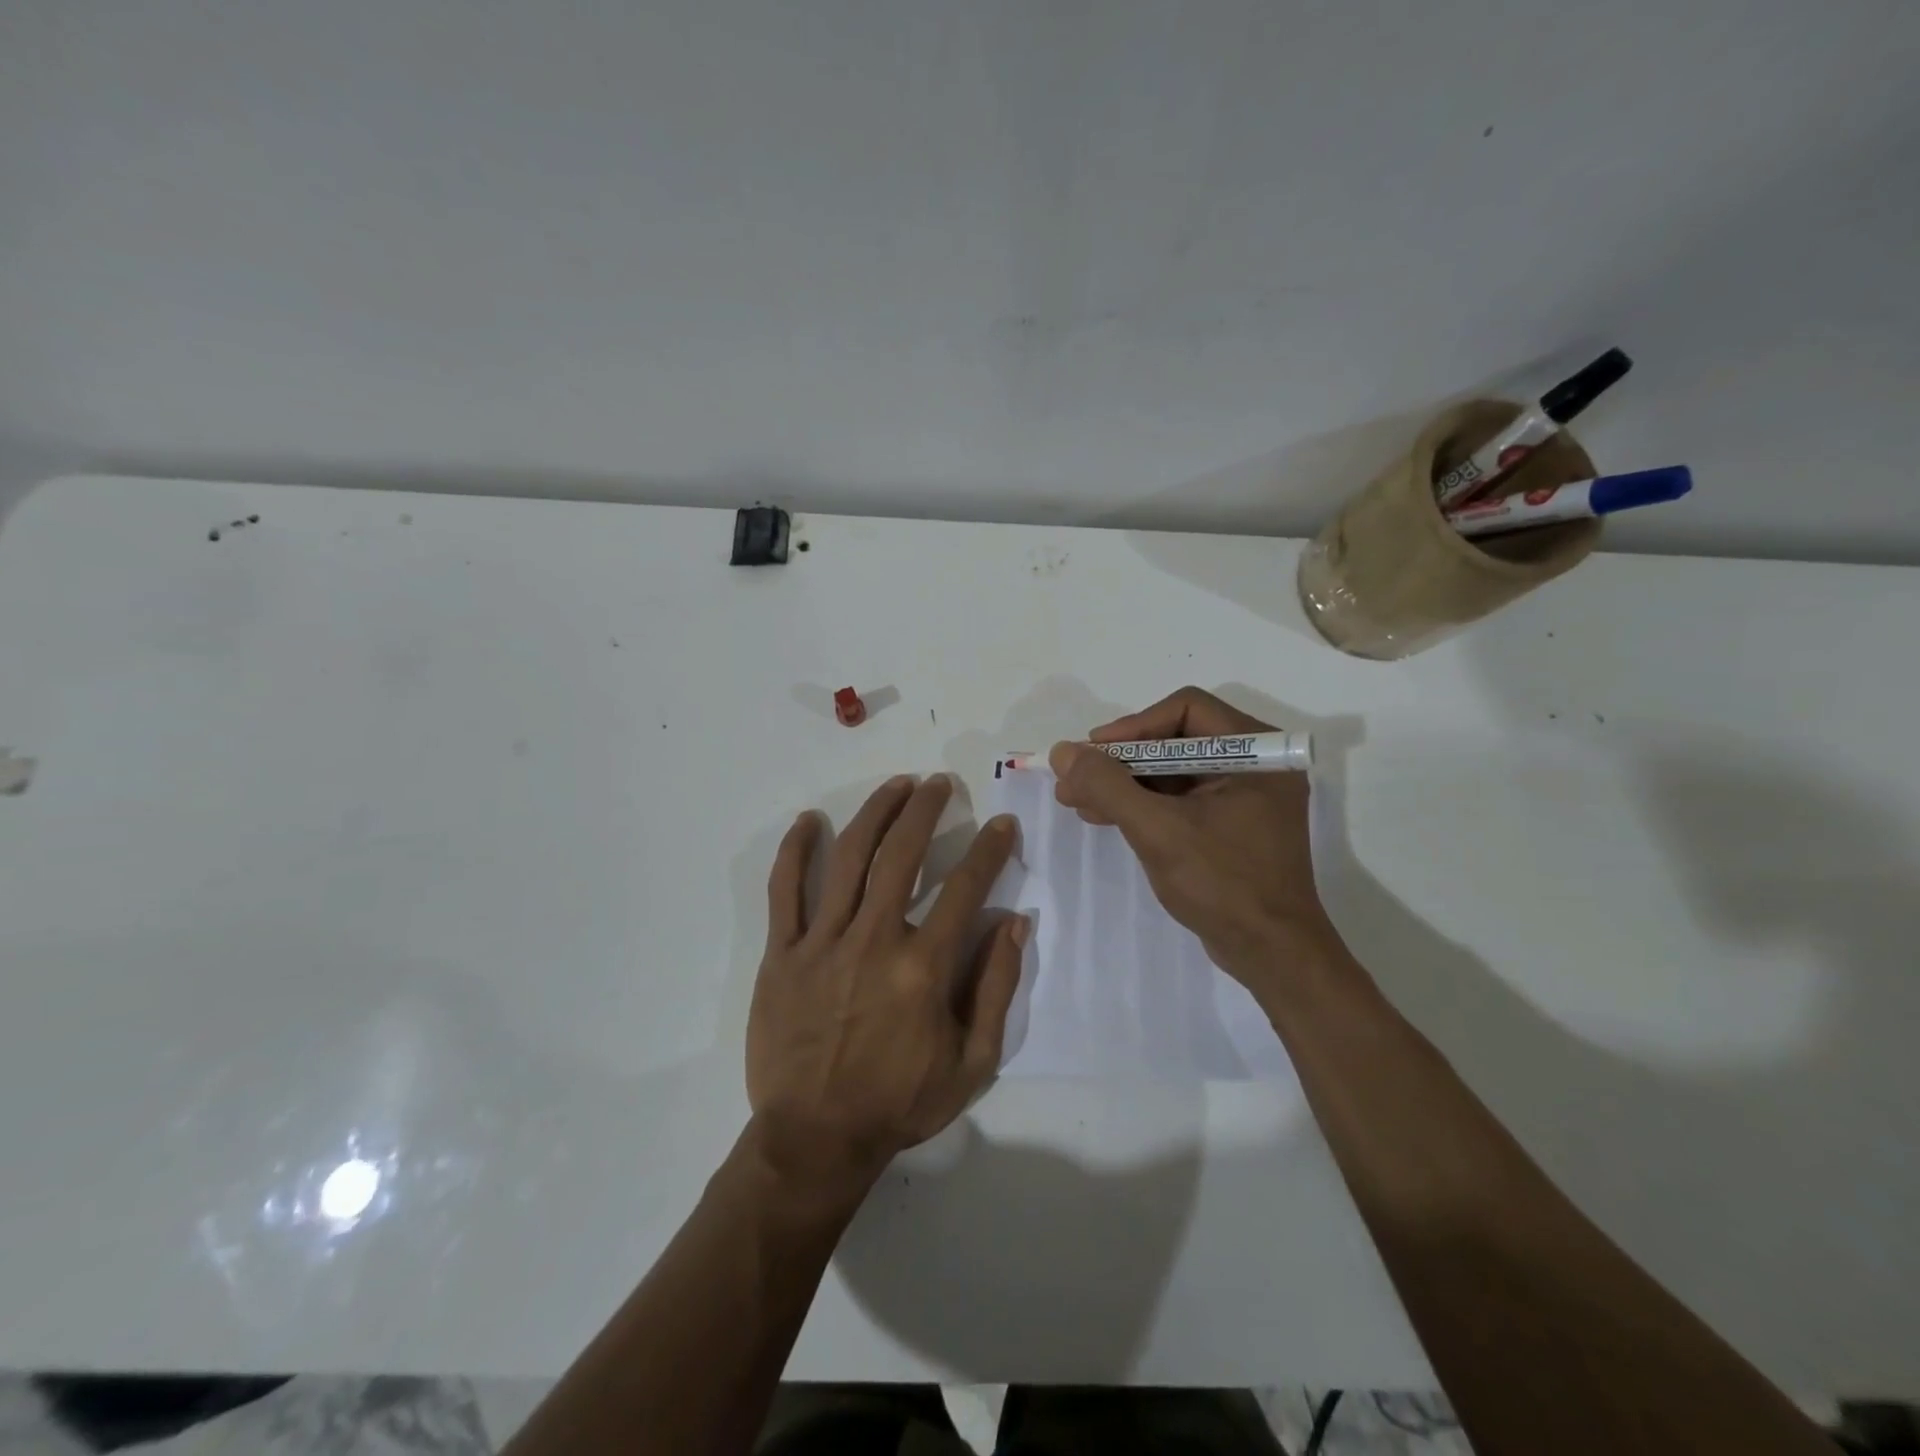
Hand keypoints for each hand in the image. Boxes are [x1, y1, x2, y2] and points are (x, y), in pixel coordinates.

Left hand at [746, 775, 1026, 1195]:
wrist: (815, 1140)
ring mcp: (822, 943)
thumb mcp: (973, 1063)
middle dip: (926, 810)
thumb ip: (997, 987)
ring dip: (875, 813)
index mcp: (923, 967)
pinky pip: (784, 892)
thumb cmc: (899, 1103)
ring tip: (896, 785)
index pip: (965, 889)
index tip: (1002, 823)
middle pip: (902, 855)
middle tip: (940, 784)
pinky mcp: (781, 954)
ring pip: (848, 858)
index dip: (989, 850)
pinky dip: (794, 851)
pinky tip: (807, 821)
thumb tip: (1015, 921)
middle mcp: (873, 940)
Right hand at [1049, 687, 1340, 993]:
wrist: (1272, 955)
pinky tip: (1103, 815)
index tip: (1094, 752)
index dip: (1134, 725)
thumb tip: (1063, 751)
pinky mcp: (1229, 824)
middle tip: (1075, 777)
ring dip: (1123, 783)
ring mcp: (1243, 796)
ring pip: (1171, 771)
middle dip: (1120, 760)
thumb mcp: (1158, 830)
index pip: (1186, 709)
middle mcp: (1255, 764)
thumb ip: (1108, 786)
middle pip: (1174, 739)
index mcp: (1257, 752)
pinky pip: (1178, 799)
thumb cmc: (1223, 884)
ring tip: (1075, 799)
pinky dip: (1141, 804)